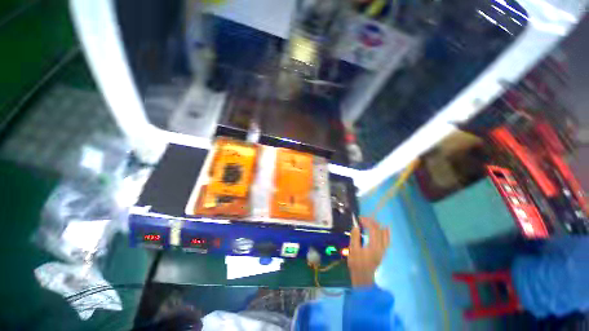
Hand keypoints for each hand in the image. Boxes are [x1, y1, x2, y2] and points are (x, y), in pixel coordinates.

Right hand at [348, 217, 389, 286]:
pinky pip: (387, 240)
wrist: (363, 278)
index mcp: (374, 247)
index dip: (367, 222)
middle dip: (371, 222)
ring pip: (384, 234)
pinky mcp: (382, 252)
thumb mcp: (353, 251)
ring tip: (370, 221)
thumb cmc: (356, 264)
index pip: (373, 230)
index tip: (359, 218)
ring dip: (377, 226)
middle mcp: (381, 247)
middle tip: (362, 219)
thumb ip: (355, 238)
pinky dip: (385, 233)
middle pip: (379, 230)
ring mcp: (383, 250)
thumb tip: (356, 226)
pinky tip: (385, 229)